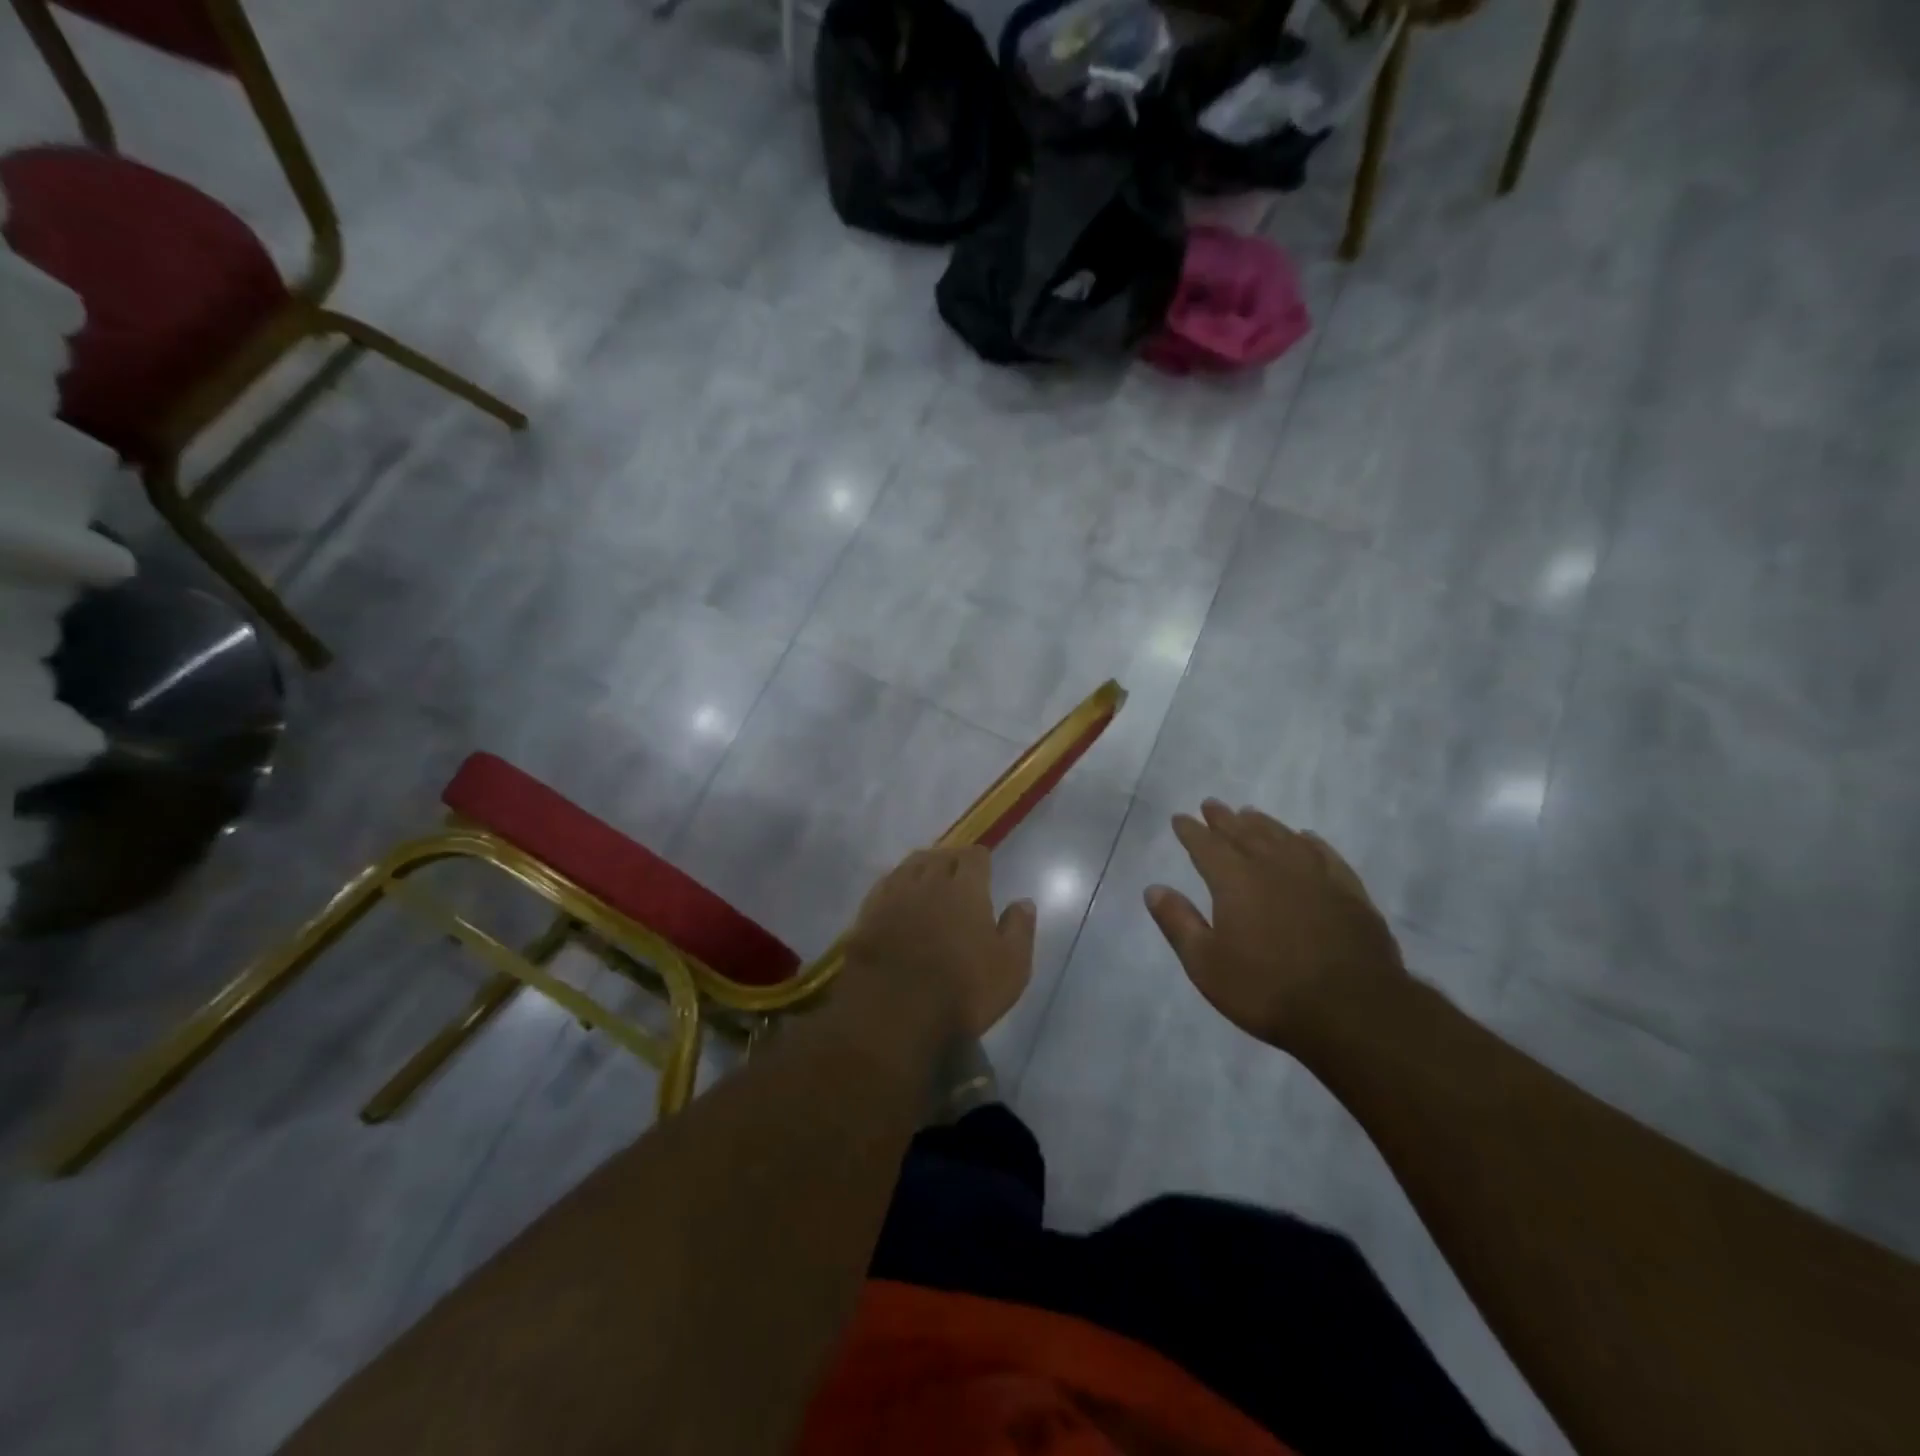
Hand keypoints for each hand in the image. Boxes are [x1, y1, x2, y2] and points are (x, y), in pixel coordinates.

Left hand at [841, 846, 1036, 1041]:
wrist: (892, 1013)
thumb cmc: (961, 991)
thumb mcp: (1010, 968)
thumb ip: (1019, 930)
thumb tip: (1023, 902)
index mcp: (966, 888)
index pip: (974, 856)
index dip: (980, 860)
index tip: (984, 870)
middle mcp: (928, 881)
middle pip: (940, 855)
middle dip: (951, 860)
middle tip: (957, 875)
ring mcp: (894, 895)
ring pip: (909, 866)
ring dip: (922, 868)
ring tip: (928, 881)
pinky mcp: (867, 913)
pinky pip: (885, 885)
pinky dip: (896, 885)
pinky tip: (898, 898)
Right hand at [1145, 800, 1403, 1050]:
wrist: (1352, 1010)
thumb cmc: (1267, 989)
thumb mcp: (1206, 964)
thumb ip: (1178, 922)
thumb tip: (1154, 888)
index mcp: (1234, 880)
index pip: (1206, 845)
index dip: (1191, 831)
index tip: (1180, 818)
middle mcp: (1273, 866)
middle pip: (1244, 833)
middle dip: (1224, 819)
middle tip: (1211, 805)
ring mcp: (1315, 876)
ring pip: (1283, 837)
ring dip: (1263, 823)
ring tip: (1250, 813)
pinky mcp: (1349, 892)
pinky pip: (1325, 854)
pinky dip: (1310, 842)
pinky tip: (1306, 838)